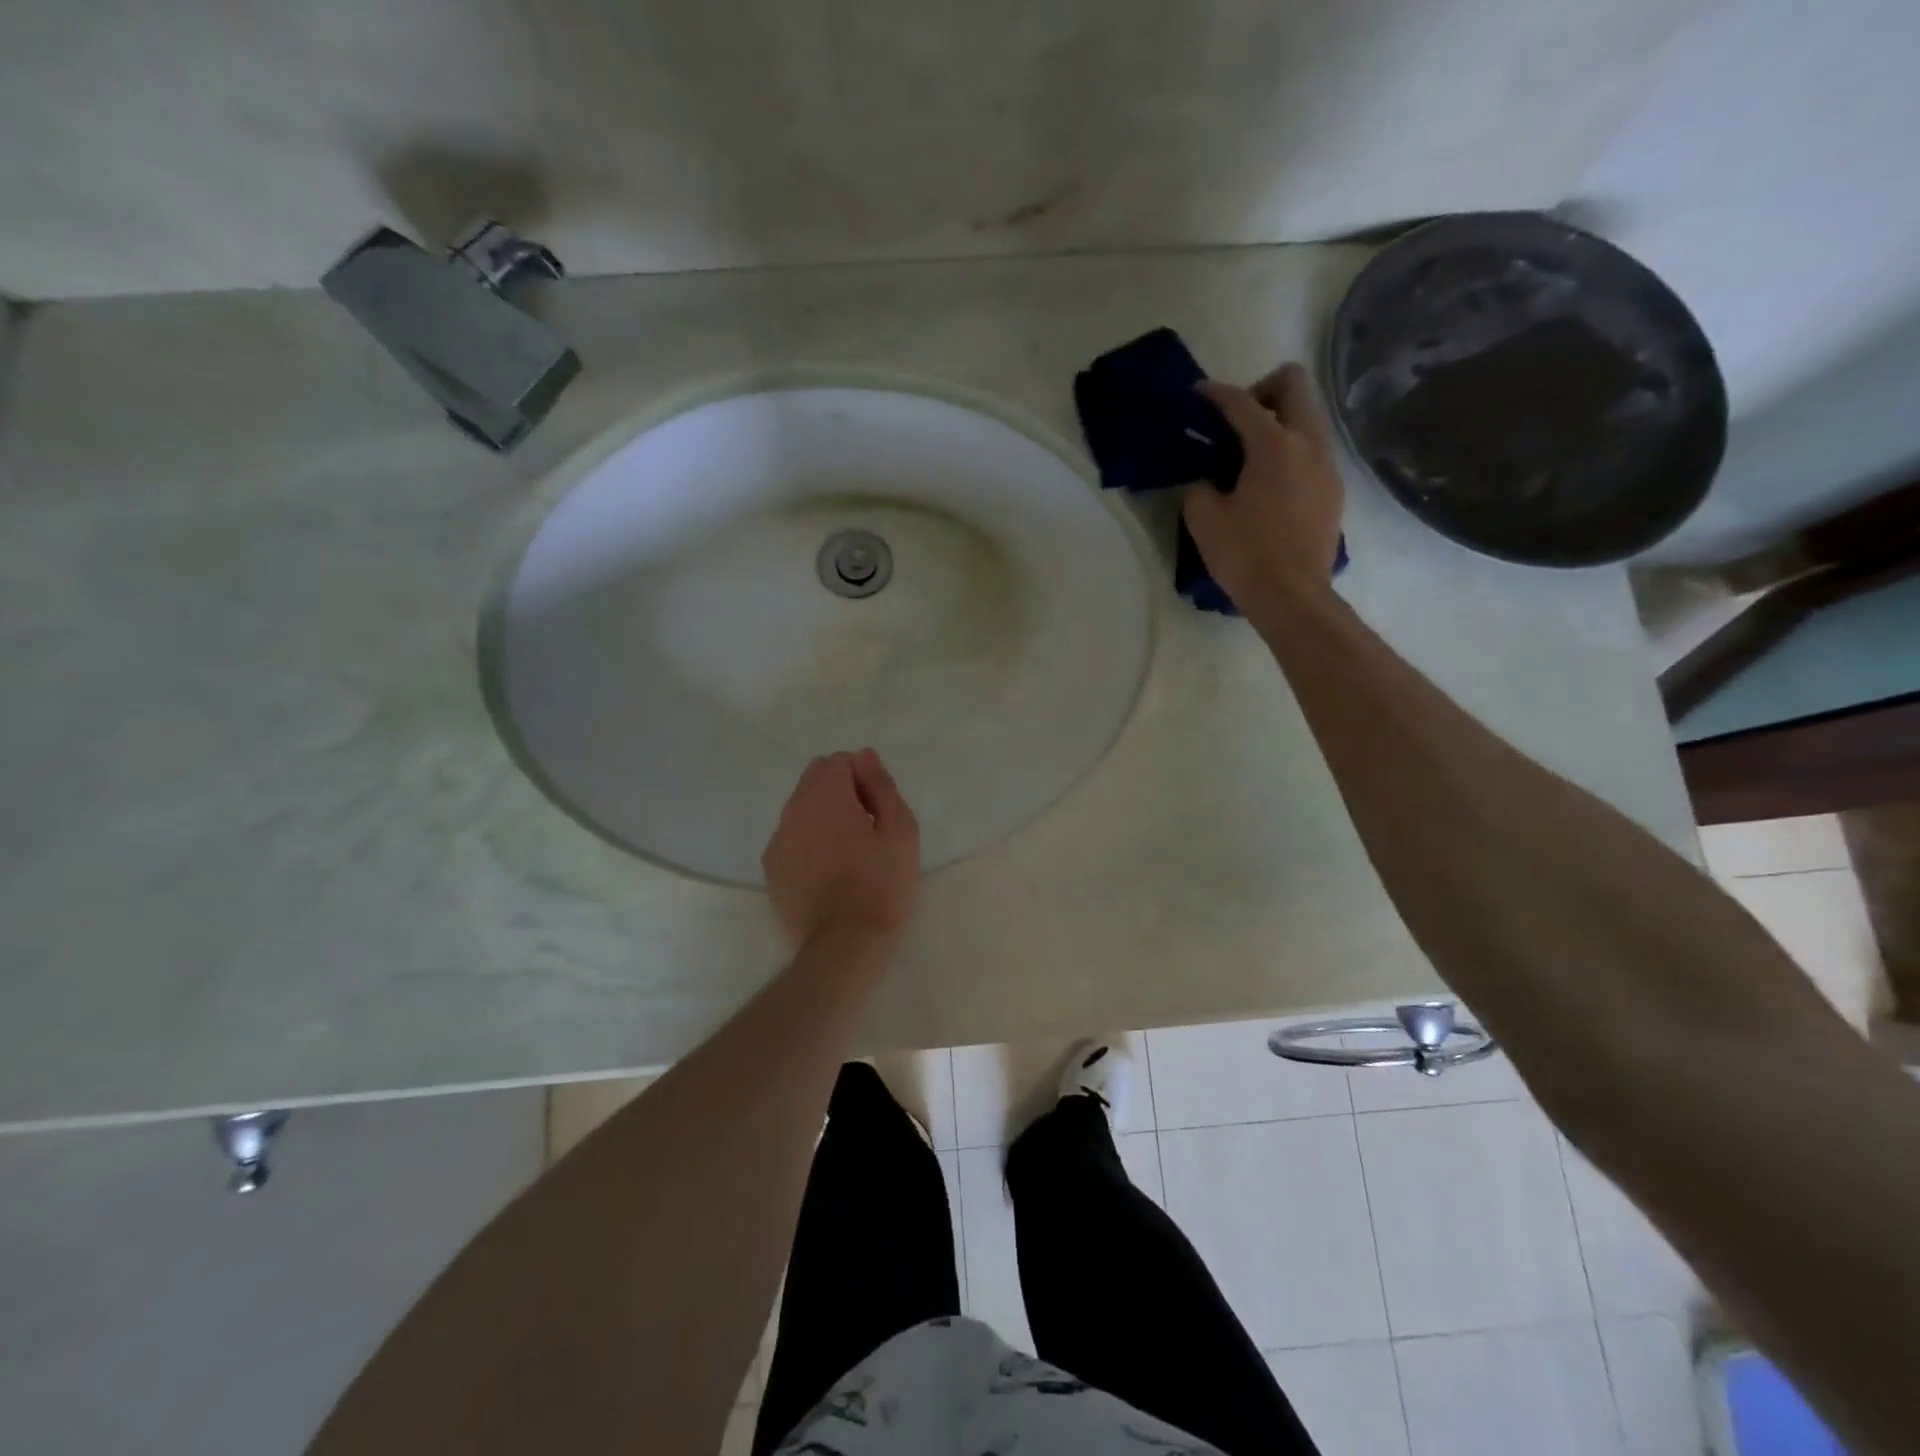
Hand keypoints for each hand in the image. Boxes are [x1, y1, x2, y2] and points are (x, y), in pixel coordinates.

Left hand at [762, 748, 921, 955]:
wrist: (844, 945)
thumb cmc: (881, 885)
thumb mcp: (900, 830)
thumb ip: (881, 785)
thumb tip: (864, 756)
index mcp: (825, 796)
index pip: (839, 761)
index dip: (864, 778)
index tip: (878, 810)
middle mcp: (793, 810)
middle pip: (815, 779)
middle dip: (842, 791)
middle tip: (868, 828)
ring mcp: (777, 841)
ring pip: (801, 809)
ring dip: (824, 816)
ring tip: (850, 852)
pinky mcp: (771, 869)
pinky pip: (792, 838)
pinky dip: (809, 841)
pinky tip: (829, 872)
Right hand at [1183, 364, 1345, 609]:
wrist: (1292, 596)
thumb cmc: (1244, 555)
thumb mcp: (1204, 520)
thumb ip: (1199, 487)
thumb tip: (1205, 479)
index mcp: (1273, 445)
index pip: (1241, 403)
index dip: (1215, 394)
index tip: (1197, 395)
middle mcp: (1308, 443)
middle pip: (1294, 385)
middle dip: (1262, 391)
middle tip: (1236, 422)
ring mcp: (1327, 465)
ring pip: (1308, 417)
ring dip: (1280, 421)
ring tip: (1251, 455)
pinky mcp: (1333, 489)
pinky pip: (1313, 450)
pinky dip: (1291, 451)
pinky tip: (1270, 484)